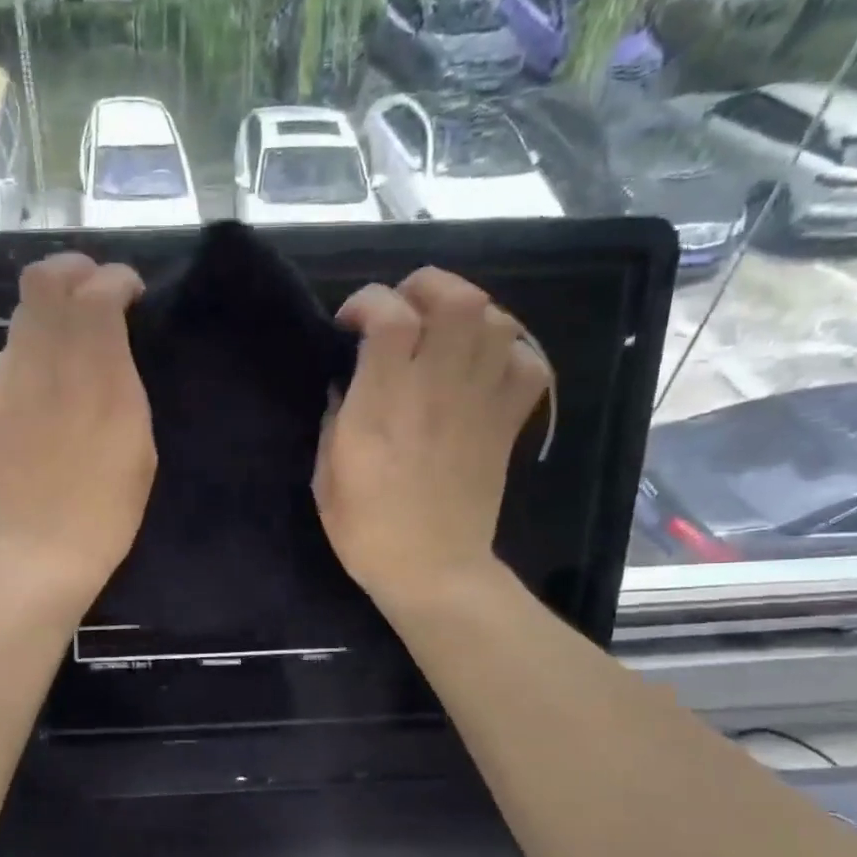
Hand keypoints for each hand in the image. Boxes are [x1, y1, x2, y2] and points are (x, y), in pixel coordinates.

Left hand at [0, 253, 154, 602]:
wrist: (43, 549)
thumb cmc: (108, 506)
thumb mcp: (139, 439)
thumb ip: (122, 378)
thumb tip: (107, 344)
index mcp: (95, 375)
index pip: (96, 291)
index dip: (116, 278)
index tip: (130, 292)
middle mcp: (45, 364)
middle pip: (43, 280)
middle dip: (73, 270)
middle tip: (93, 290)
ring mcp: (7, 381)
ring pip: (21, 313)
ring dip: (50, 311)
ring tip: (70, 338)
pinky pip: (7, 354)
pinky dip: (30, 351)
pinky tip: (44, 383)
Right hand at [316, 268, 551, 609]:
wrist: (433, 570)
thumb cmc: (367, 529)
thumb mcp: (326, 475)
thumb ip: (335, 418)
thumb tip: (347, 384)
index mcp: (383, 402)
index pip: (388, 315)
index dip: (367, 302)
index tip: (350, 324)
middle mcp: (436, 388)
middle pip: (455, 299)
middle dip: (427, 287)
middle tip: (406, 310)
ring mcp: (480, 403)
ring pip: (497, 320)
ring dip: (470, 313)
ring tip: (446, 333)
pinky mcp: (507, 424)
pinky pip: (529, 364)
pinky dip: (513, 351)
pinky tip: (486, 364)